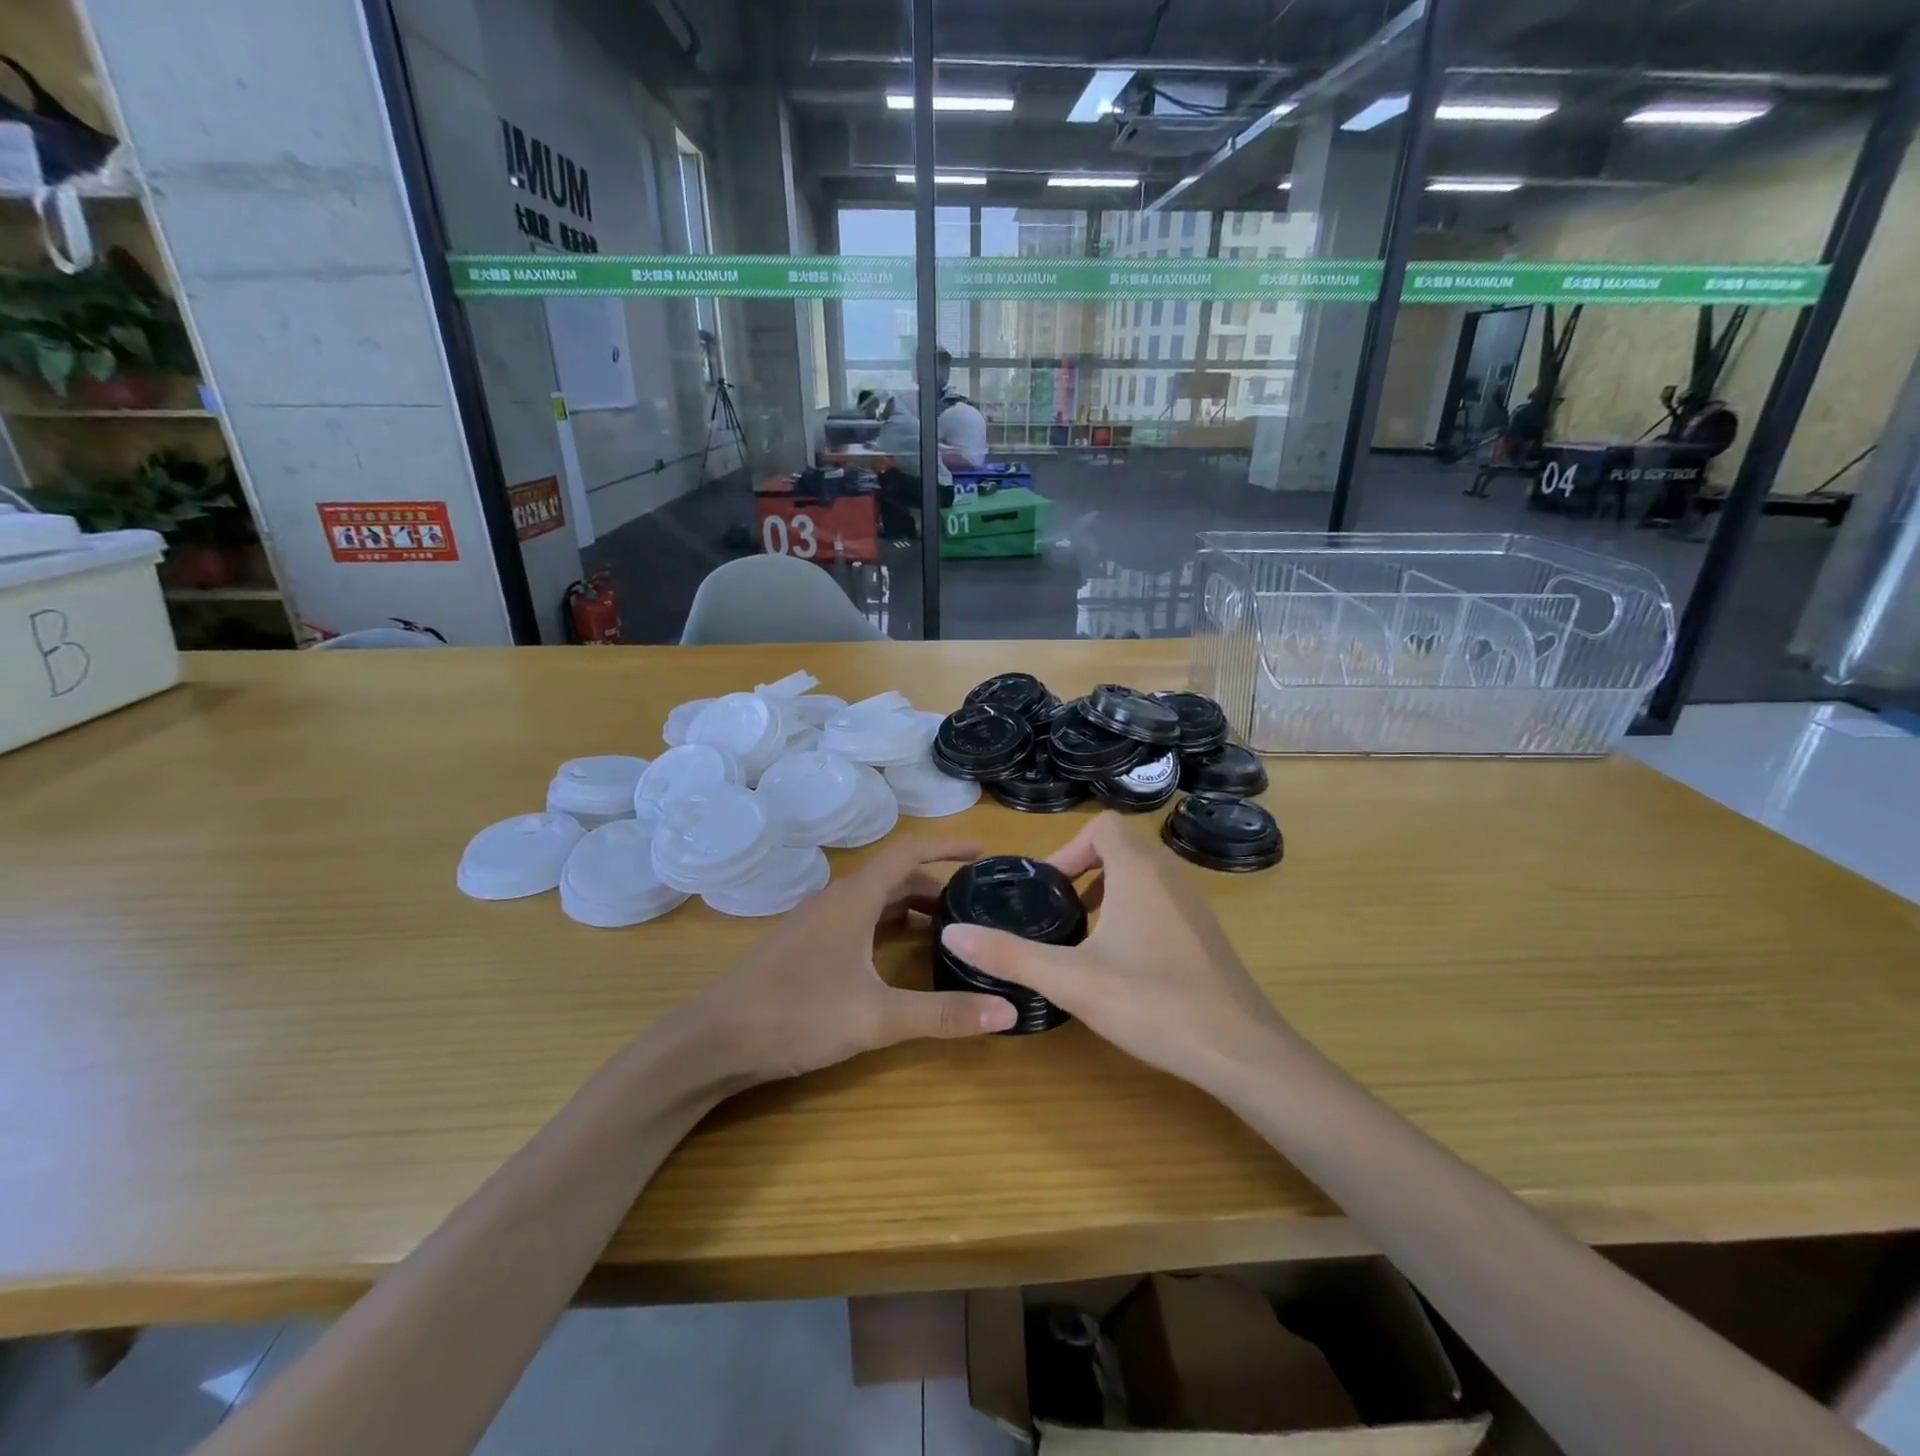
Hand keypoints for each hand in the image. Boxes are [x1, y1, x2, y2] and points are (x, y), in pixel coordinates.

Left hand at [682, 838, 1017, 1085]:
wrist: (713, 1041)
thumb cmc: (796, 1014)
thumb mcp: (876, 1017)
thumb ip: (943, 1015)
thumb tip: (1008, 1010)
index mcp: (854, 898)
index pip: (908, 852)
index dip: (947, 846)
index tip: (982, 851)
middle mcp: (835, 900)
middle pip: (894, 878)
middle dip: (936, 885)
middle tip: (975, 906)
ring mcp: (815, 923)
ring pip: (874, 902)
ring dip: (911, 908)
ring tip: (948, 931)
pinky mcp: (803, 947)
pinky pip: (857, 922)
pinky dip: (887, 928)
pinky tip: (898, 958)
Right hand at [940, 812, 1289, 1090]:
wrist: (1241, 1051)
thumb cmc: (1152, 1002)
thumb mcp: (1071, 980)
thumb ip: (1010, 955)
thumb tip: (952, 933)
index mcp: (1139, 870)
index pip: (1102, 826)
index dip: (1068, 849)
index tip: (1048, 890)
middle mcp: (1170, 875)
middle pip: (1122, 846)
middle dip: (1084, 870)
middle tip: (1060, 910)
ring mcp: (1194, 903)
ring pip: (1144, 874)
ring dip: (1109, 890)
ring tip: (1085, 935)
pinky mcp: (1206, 932)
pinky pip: (1162, 900)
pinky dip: (1135, 911)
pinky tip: (1123, 961)